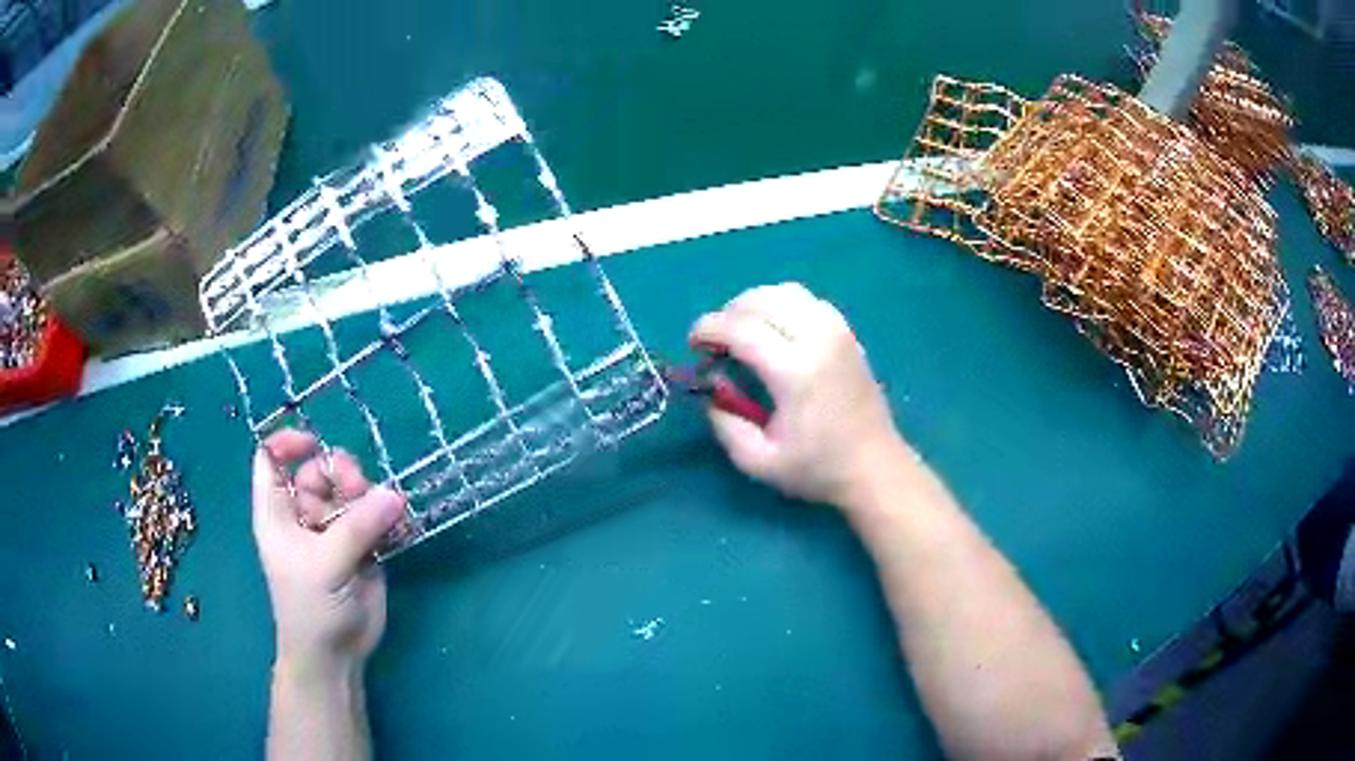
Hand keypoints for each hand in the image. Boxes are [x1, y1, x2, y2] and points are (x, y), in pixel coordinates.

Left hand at [251, 429, 406, 675]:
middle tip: (358, 489)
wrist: (336, 654)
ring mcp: (334, 529)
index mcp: (278, 512)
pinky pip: (376, 516)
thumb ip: (358, 527)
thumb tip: (394, 494)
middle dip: (339, 473)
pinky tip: (398, 527)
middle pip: (318, 470)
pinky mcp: (362, 546)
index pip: (271, 459)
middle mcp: (304, 514)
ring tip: (383, 513)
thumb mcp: (326, 564)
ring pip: (351, 492)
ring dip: (368, 495)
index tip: (314, 444)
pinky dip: (388, 516)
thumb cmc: (311, 608)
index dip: (288, 444)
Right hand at [690, 283, 907, 507]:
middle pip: (761, 300)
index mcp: (795, 371)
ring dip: (755, 304)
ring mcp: (837, 331)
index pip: (741, 328)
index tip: (694, 345)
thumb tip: (711, 388)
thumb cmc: (817, 469)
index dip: (708, 328)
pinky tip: (776, 331)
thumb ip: (724, 424)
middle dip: (728, 313)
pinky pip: (808, 301)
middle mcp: (818, 339)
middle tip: (716, 342)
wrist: (874, 467)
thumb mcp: (758, 461)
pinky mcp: (848, 333)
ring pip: (786, 292)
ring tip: (743, 332)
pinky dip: (783, 305)